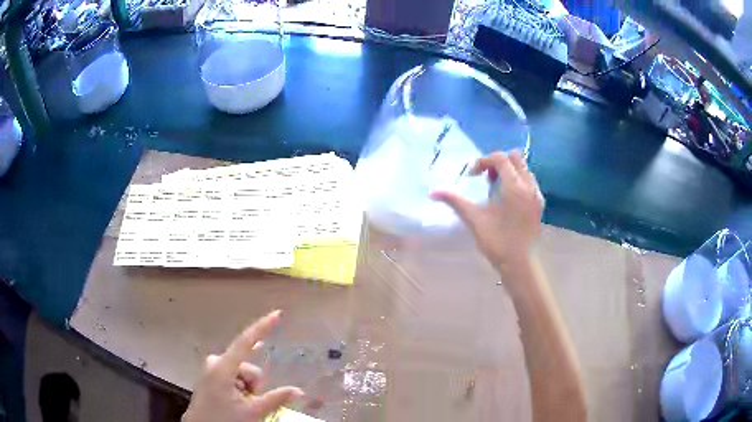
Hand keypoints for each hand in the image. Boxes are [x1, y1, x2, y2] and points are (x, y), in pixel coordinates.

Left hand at [183, 310, 303, 421]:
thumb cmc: (224, 419)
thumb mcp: (253, 412)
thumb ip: (276, 399)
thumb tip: (299, 391)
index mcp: (222, 368)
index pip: (246, 342)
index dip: (262, 328)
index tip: (277, 314)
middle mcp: (215, 363)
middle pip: (246, 364)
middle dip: (254, 382)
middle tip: (252, 401)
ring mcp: (211, 369)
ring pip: (241, 372)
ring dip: (247, 386)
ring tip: (242, 404)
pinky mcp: (210, 376)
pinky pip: (232, 374)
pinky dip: (240, 385)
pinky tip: (238, 397)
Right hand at [432, 151, 543, 268]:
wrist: (521, 264)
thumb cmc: (498, 242)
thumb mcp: (475, 220)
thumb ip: (456, 202)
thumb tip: (433, 192)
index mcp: (514, 186)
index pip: (500, 158)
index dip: (483, 161)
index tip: (472, 176)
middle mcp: (529, 185)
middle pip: (515, 157)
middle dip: (498, 162)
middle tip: (486, 178)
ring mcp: (536, 195)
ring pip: (524, 169)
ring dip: (509, 171)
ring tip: (496, 189)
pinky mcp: (539, 204)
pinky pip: (529, 182)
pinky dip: (517, 181)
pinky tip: (507, 199)